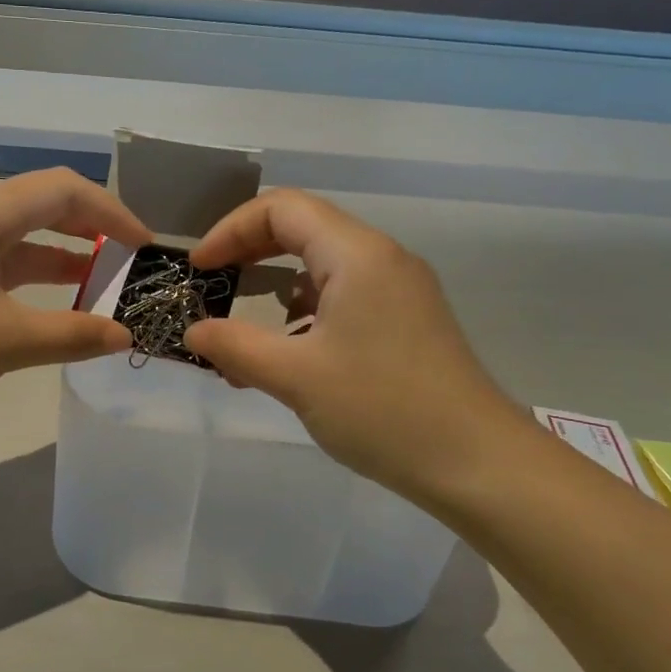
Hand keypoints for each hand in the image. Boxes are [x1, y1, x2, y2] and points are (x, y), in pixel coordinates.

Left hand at [0, 169, 151, 419]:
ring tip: (107, 283)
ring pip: (26, 234)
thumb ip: (73, 334)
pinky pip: (7, 261)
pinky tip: (62, 302)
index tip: (145, 247)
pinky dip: (40, 276)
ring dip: (67, 254)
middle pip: (46, 203)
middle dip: (93, 227)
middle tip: (132, 260)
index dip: (111, 212)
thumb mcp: (7, 341)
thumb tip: (125, 336)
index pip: (64, 190)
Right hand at [183, 189, 530, 500]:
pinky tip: (285, 358)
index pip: (282, 208)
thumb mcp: (296, 377)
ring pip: (320, 268)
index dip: (231, 230)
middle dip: (248, 255)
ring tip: (240, 338)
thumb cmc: (382, 410)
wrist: (477, 463)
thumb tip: (192, 332)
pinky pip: (342, 298)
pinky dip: (302, 316)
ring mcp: (398, 290)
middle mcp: (381, 259)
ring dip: (273, 292)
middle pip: (302, 230)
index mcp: (358, 255)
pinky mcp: (405, 321)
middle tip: (212, 287)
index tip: (199, 270)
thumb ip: (235, 347)